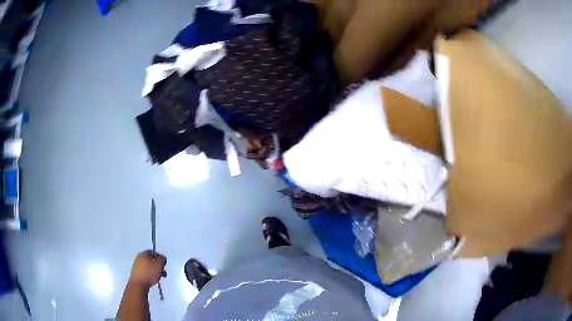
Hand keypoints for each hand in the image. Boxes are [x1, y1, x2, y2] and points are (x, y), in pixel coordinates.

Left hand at [128, 250, 166, 289]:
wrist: (138, 284)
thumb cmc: (149, 274)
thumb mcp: (159, 265)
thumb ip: (162, 259)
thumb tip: (162, 258)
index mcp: (143, 254)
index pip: (153, 252)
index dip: (160, 257)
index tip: (164, 264)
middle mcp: (138, 258)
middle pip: (150, 259)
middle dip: (157, 265)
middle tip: (162, 271)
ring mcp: (136, 265)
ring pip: (148, 266)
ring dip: (154, 270)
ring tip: (158, 277)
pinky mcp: (135, 272)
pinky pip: (144, 271)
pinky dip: (149, 274)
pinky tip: (152, 279)